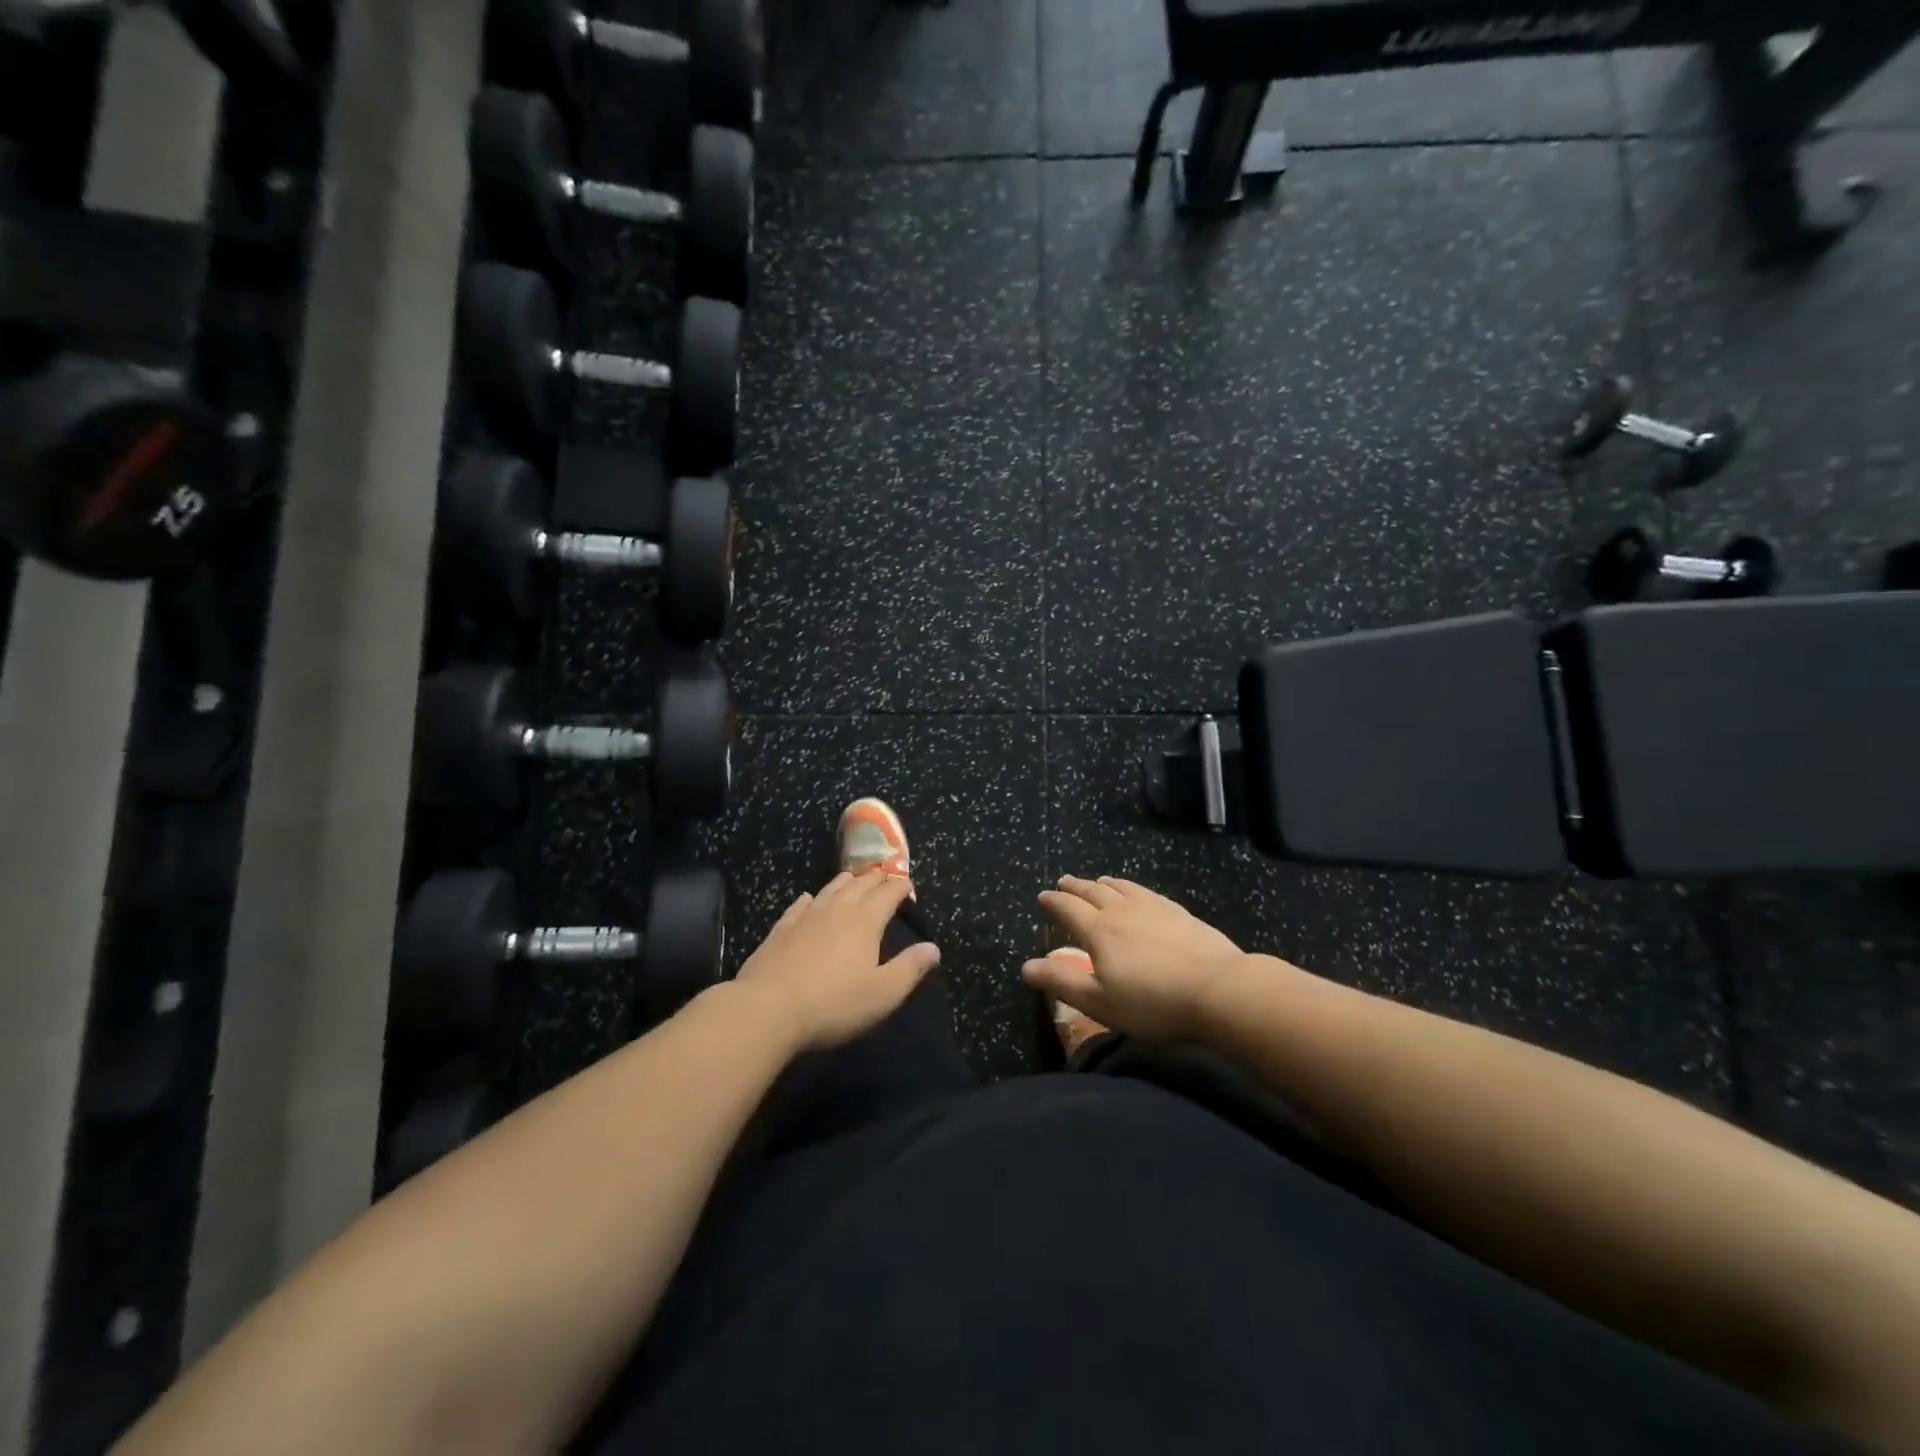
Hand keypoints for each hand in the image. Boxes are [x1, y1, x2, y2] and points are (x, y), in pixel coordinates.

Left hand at [733, 870, 938, 1052]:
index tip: (908, 883)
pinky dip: (811, 898)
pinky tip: (809, 898)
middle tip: (885, 874)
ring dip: (846, 881)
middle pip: (860, 885)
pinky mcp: (780, 929)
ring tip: (854, 878)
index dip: (900, 887)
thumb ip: (910, 968)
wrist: (767, 1009)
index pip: (888, 894)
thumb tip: (933, 948)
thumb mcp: (883, 993)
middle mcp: (837, 910)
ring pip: (830, 889)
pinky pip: (800, 905)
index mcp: (865, 921)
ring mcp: (805, 917)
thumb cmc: (833, 1004)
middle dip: (876, 878)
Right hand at [1022, 876, 1252, 1042]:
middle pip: (1093, 892)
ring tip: (1097, 881)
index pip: (1068, 909)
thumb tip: (1026, 966)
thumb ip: (1061, 982)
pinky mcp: (1179, 913)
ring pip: (1122, 887)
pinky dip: (1132, 888)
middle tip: (1064, 882)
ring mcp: (1153, 908)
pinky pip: (1147, 892)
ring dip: (1104, 884)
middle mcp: (1122, 911)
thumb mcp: (1099, 1002)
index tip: (1043, 896)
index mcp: (1098, 930)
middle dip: (1075, 887)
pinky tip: (1139, 893)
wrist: (1218, 989)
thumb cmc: (1152, 1002)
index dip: (1053, 902)